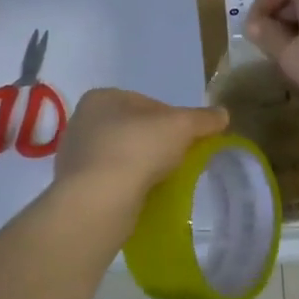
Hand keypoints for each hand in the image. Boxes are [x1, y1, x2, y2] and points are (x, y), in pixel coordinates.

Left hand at [53, 88, 227, 202]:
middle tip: (178, 160)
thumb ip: (203, 118)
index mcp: (102, 98)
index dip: (174, 119)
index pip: (148, 103)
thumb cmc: (137, 149)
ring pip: (122, 155)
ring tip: (163, 180)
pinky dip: (128, 184)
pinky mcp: (76, 185)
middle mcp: (83, 121)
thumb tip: (223, 114)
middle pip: (134, 129)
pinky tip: (143, 195)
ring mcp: (76, 155)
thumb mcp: (181, 126)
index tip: (189, 139)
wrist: (98, 201)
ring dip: (142, 165)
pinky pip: (111, 179)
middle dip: (157, 142)